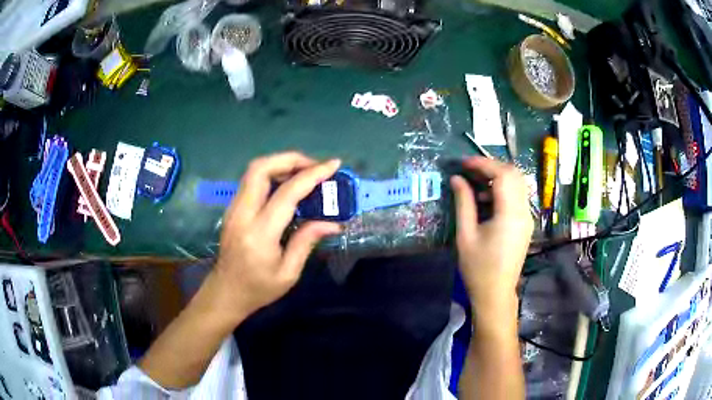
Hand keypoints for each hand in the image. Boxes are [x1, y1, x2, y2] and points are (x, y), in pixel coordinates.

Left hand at [210, 152, 341, 322]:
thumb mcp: (288, 273)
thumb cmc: (258, 289)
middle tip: (315, 167)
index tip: (333, 164)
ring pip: (254, 171)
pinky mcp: (232, 208)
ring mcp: (233, 208)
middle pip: (261, 168)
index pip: (286, 193)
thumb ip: (307, 241)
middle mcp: (242, 214)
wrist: (225, 293)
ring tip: (305, 174)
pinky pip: (252, 181)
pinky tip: (288, 186)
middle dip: (291, 159)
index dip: (312, 175)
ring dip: (281, 164)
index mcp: (259, 233)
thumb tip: (333, 223)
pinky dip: (272, 174)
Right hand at [450, 157, 532, 321]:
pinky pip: (517, 197)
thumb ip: (463, 203)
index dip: (483, 164)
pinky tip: (486, 199)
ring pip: (518, 184)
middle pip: (514, 174)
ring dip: (498, 177)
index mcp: (510, 214)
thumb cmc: (478, 268)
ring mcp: (527, 218)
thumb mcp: (466, 235)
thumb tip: (457, 178)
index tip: (463, 163)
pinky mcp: (525, 224)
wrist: (496, 294)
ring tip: (475, 183)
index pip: (502, 175)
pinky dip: (503, 190)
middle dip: (492, 167)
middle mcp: (523, 212)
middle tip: (470, 169)